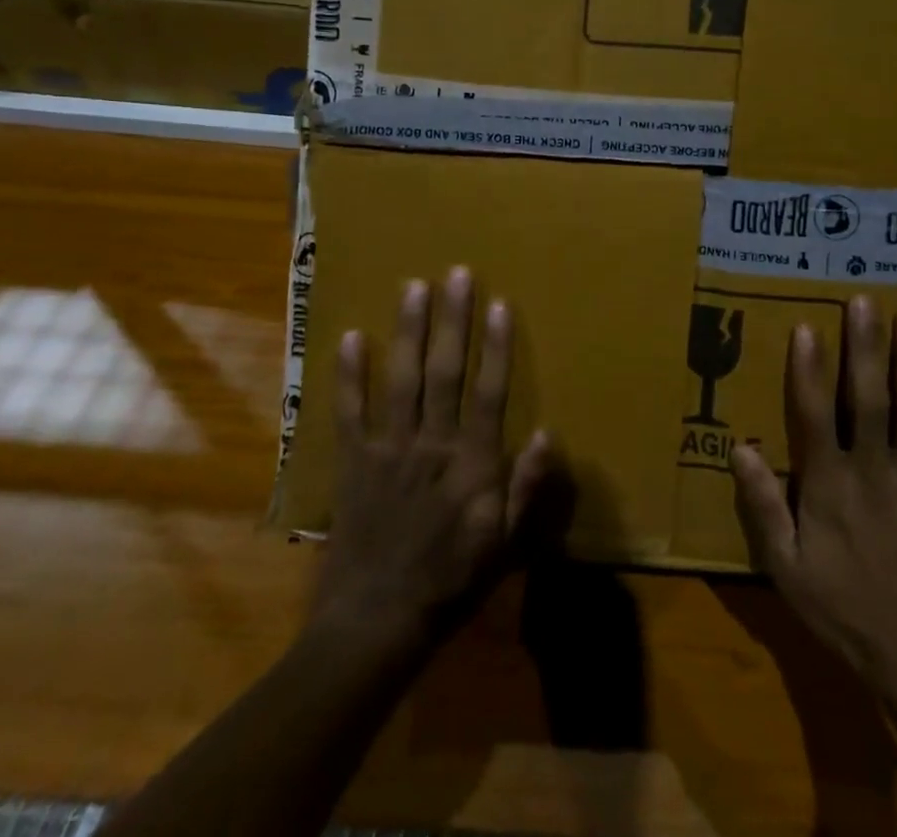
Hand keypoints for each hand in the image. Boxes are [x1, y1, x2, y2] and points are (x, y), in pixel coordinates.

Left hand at [310, 268, 552, 652]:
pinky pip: (349, 412)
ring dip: (408, 332)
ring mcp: (388, 450)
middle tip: (456, 274)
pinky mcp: (353, 462)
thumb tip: (548, 434)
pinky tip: (350, 337)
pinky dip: (349, 375)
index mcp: (472, 464)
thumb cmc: (450, 581)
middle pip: (445, 372)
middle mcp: (432, 445)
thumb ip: (526, 489)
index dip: (497, 346)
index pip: (490, 393)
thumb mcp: (504, 545)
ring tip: (413, 286)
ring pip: (400, 380)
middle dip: (452, 321)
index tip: (500, 304)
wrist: (376, 622)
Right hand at [731, 295, 896, 690]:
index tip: (807, 327)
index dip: (809, 370)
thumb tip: (740, 447)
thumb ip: (763, 506)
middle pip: (870, 400)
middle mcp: (874, 470)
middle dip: (866, 349)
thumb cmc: (840, 606)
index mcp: (830, 484)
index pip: (815, 416)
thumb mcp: (785, 566)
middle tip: (865, 301)